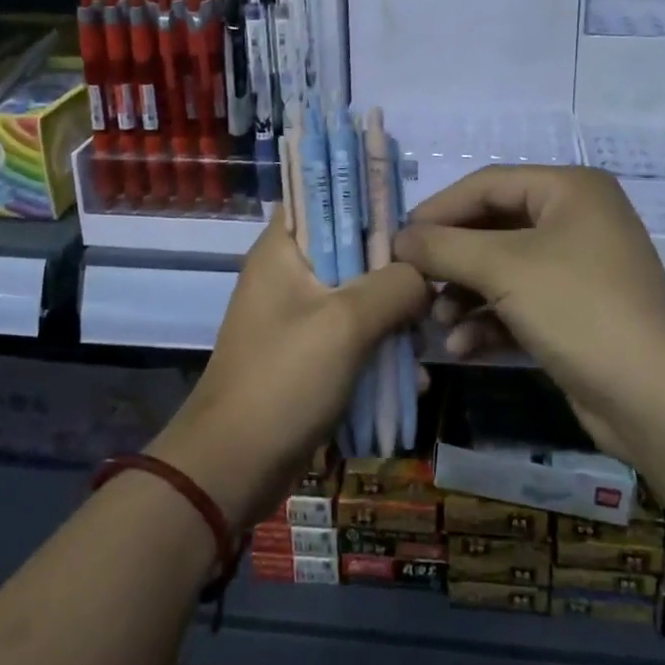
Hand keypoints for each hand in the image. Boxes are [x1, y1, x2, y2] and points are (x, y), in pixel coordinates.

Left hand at [149, 216, 430, 529]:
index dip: (367, 197)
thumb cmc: (283, 380)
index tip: (411, 215)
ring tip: (426, 337)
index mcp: (283, 248)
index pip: (324, 195)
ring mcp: (297, 316)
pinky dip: (379, 349)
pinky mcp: (307, 354)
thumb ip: (394, 285)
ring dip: (392, 313)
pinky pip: (352, 336)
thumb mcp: (347, 323)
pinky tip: (411, 377)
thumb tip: (425, 274)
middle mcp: (288, 273)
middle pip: (351, 248)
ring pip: (357, 295)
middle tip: (432, 283)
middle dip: (393, 267)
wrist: (232, 469)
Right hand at [392, 166, 664, 429]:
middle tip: (412, 282)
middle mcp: (576, 219)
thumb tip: (398, 239)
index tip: (398, 239)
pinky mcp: (576, 311)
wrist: (656, 399)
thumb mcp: (503, 269)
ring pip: (504, 268)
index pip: (487, 184)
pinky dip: (490, 320)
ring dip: (466, 294)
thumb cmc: (578, 308)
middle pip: (494, 227)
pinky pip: (521, 302)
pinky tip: (462, 347)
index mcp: (568, 189)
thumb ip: (444, 247)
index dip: (439, 209)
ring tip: (436, 322)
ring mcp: (579, 267)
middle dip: (452, 259)